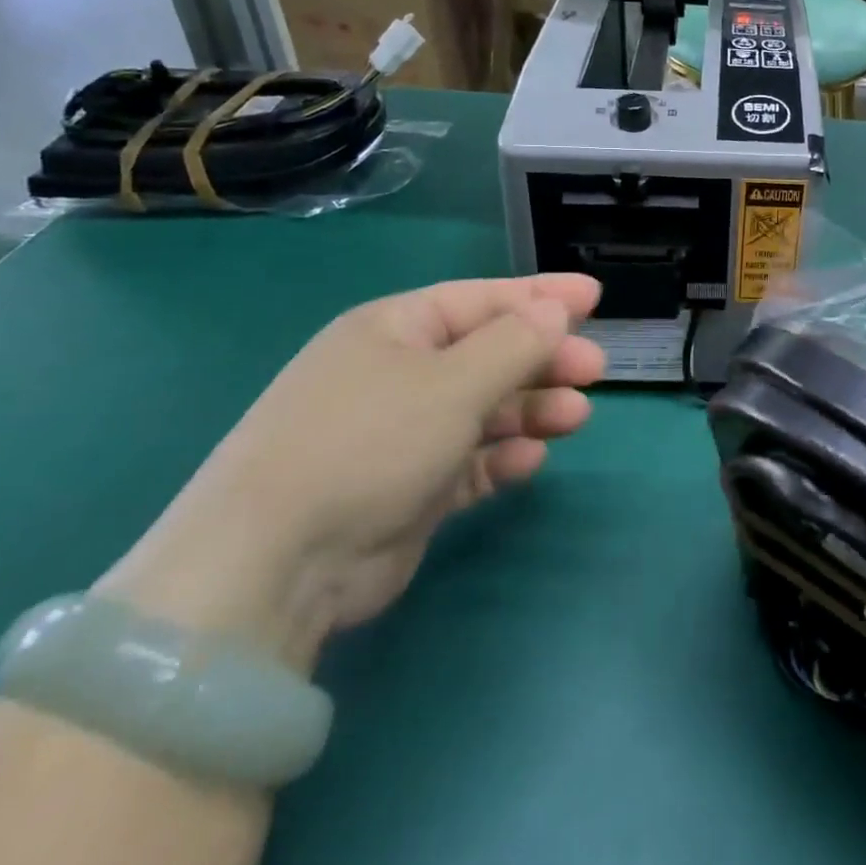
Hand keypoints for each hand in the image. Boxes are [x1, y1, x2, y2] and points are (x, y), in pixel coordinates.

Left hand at [98, 275, 605, 672]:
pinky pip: (468, 461)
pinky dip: (499, 457)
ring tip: (575, 417)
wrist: (271, 568)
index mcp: (393, 330)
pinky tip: (528, 462)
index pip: (481, 299)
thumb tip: (556, 312)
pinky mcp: (405, 491)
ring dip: (531, 409)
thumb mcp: (452, 381)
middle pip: (488, 354)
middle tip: (594, 370)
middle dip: (544, 359)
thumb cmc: (369, 442)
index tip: (594, 298)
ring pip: (484, 409)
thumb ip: (515, 343)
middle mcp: (396, 375)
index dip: (540, 296)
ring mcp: (399, 435)